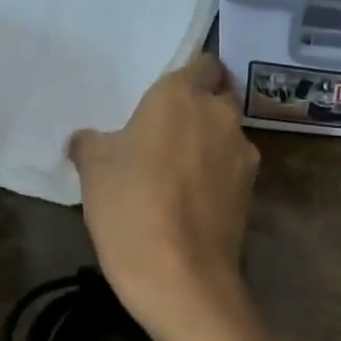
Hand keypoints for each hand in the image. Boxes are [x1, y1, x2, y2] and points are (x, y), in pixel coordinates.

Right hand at [69, 56, 258, 337]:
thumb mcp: (94, 170)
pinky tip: (194, 200)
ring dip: (211, 143)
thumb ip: (92, 143)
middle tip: (170, 131)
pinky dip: (218, 175)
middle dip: (202, 107)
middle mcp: (220, 116)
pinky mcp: (252, 191)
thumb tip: (87, 140)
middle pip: (220, 96)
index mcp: (181, 96)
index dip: (190, 75)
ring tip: (180, 171)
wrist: (181, 276)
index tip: (169, 96)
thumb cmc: (130, 207)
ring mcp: (243, 155)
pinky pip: (233, 169)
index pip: (203, 63)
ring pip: (229, 135)